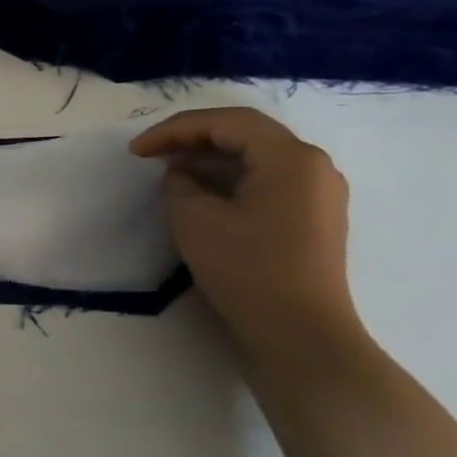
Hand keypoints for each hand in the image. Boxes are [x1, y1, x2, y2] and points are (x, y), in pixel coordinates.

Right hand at [131, 107, 359, 348]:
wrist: (300, 335)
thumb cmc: (247, 269)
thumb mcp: (193, 218)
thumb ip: (179, 182)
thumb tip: (184, 174)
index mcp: (291, 157)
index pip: (226, 122)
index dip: (174, 129)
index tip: (136, 150)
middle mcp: (314, 166)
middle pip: (246, 133)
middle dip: (193, 138)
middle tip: (152, 153)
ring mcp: (320, 193)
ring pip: (257, 156)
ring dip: (211, 158)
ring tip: (171, 171)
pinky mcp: (315, 218)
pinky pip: (268, 180)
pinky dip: (231, 178)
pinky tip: (203, 194)